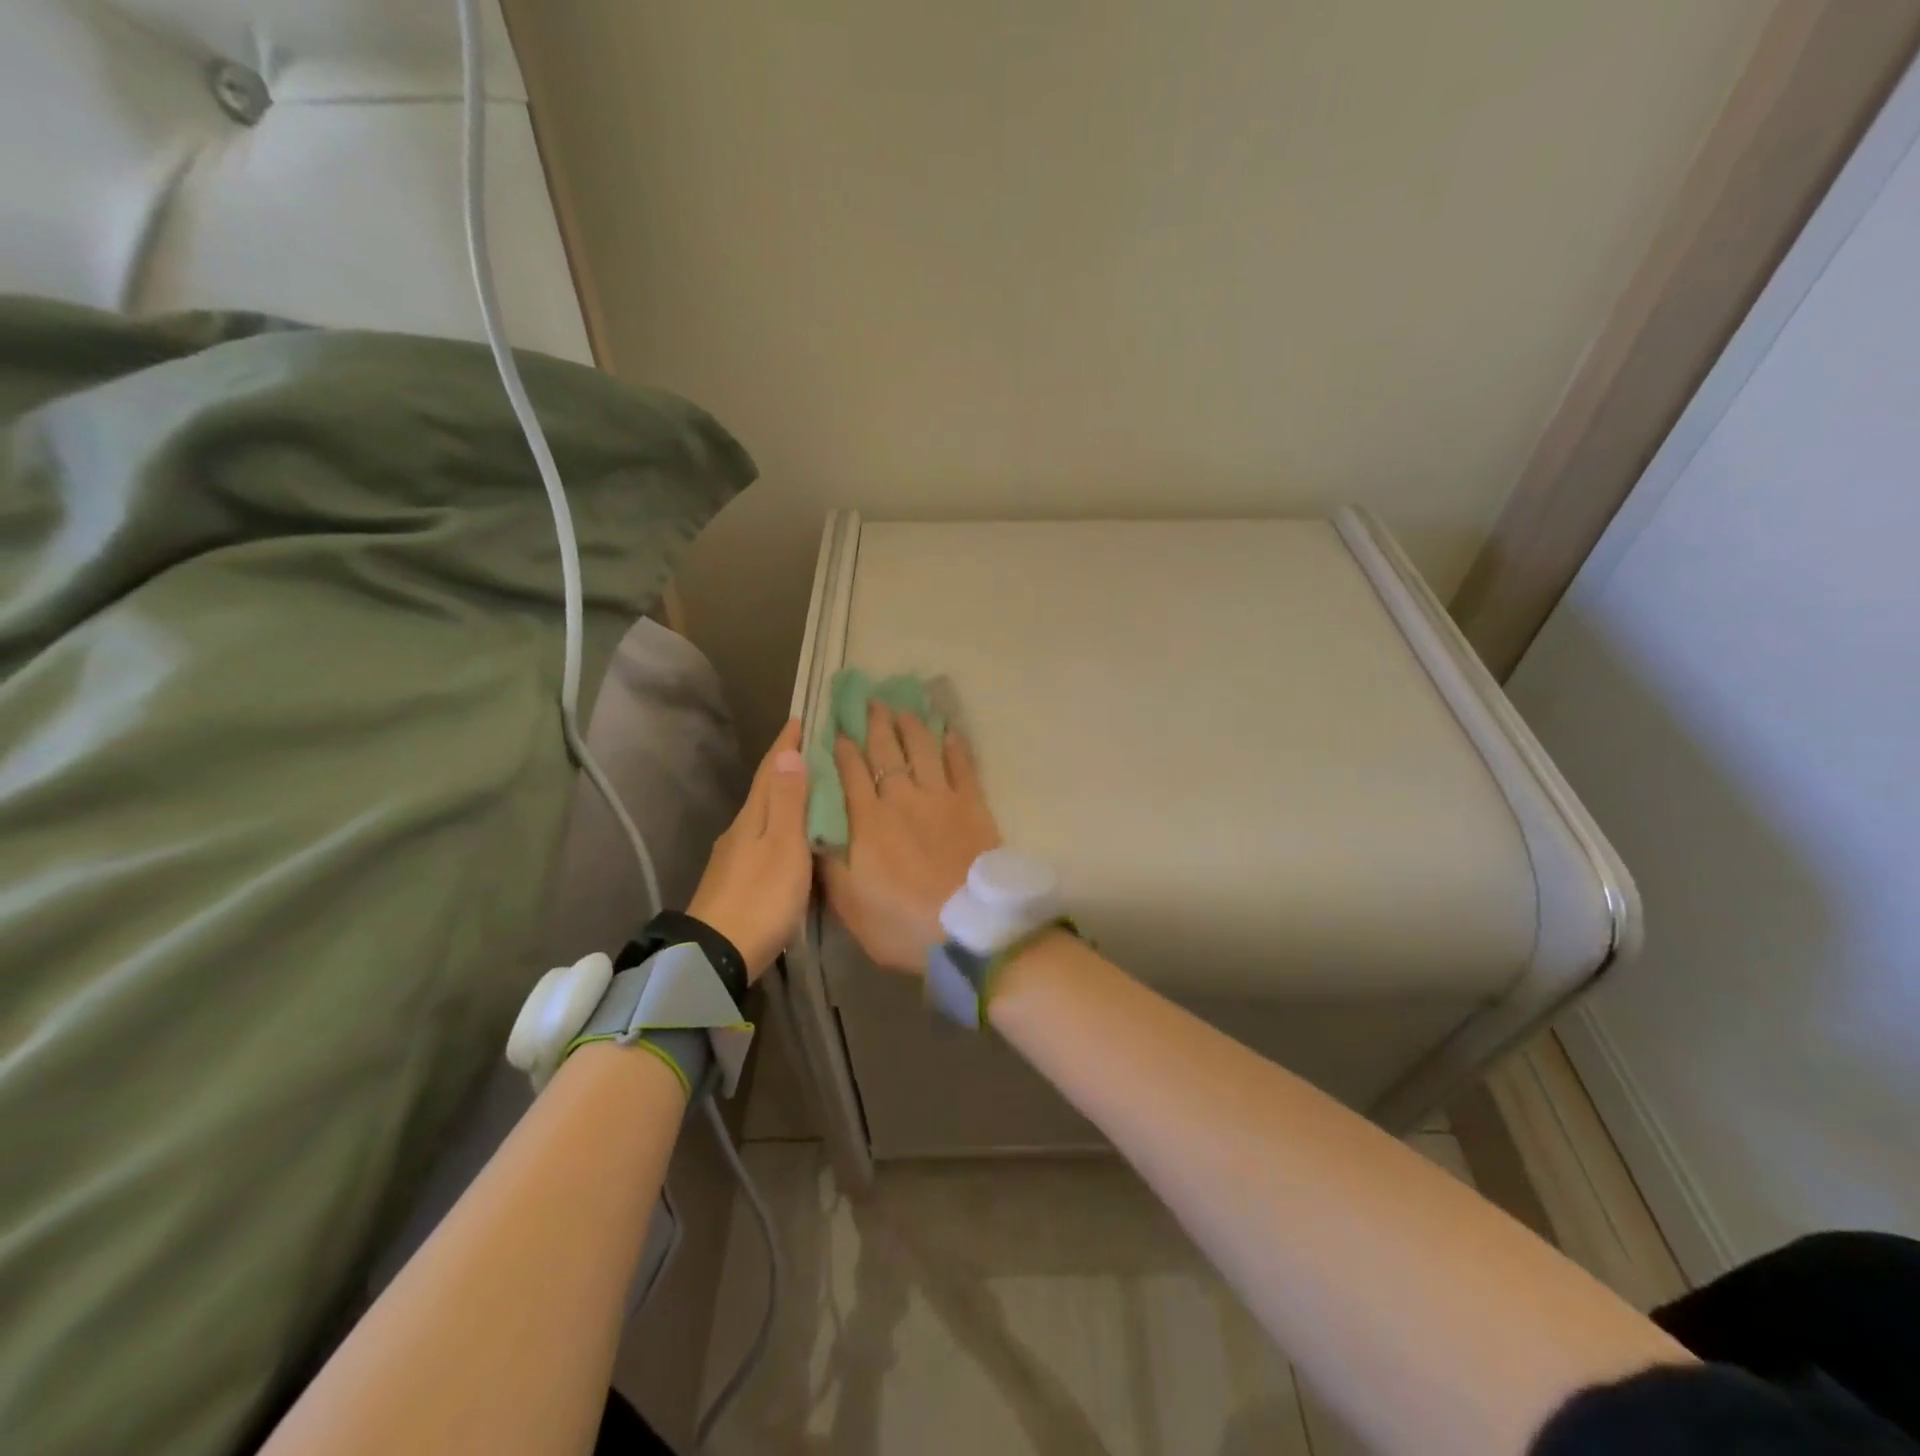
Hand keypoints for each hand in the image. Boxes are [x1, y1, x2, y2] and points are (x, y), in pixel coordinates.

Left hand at [687, 719, 809, 980]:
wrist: (718, 955)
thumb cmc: (761, 897)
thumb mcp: (784, 846)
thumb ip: (789, 802)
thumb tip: (787, 753)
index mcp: (753, 816)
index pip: (771, 769)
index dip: (786, 744)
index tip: (801, 717)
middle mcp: (741, 828)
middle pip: (765, 788)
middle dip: (787, 765)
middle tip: (814, 746)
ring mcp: (735, 856)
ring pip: (764, 814)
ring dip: (785, 795)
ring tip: (811, 786)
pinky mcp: (737, 879)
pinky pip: (764, 837)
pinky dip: (781, 824)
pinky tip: (792, 835)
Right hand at [822, 702, 1000, 973]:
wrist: (968, 928)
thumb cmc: (902, 923)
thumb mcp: (850, 905)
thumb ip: (830, 865)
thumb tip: (815, 833)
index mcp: (868, 821)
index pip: (850, 774)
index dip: (843, 750)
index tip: (838, 730)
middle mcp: (902, 798)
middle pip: (886, 753)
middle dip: (876, 726)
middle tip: (871, 702)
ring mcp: (941, 798)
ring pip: (923, 751)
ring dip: (912, 728)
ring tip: (905, 710)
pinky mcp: (973, 806)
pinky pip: (963, 768)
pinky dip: (956, 749)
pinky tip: (951, 734)